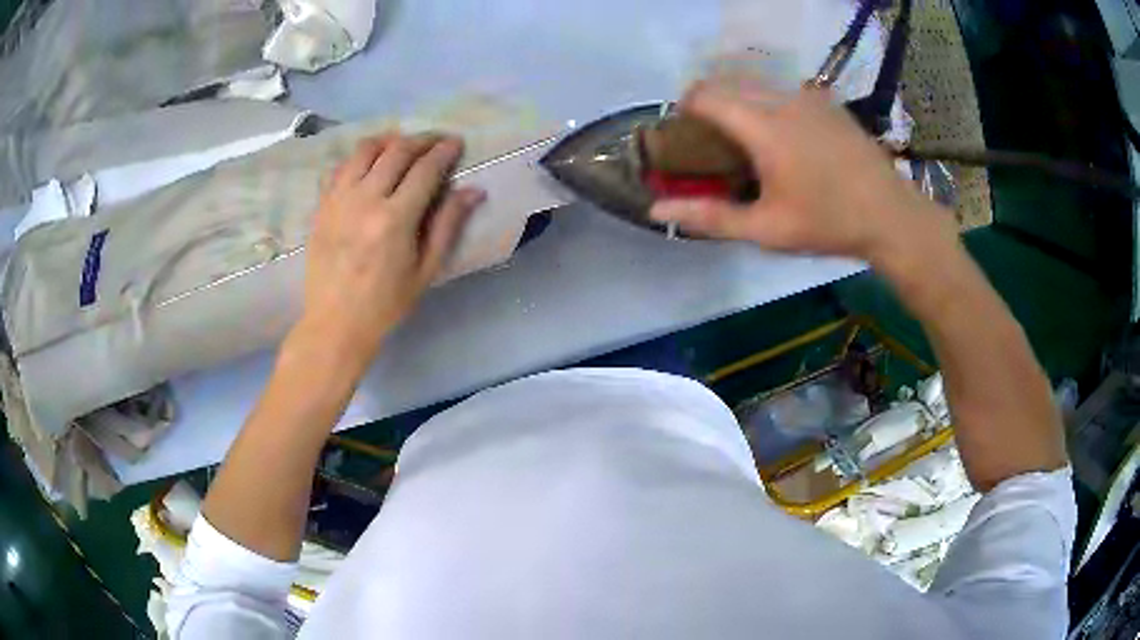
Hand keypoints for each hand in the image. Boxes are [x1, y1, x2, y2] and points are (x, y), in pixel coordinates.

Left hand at [300, 132, 484, 363]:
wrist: (335, 322)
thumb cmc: (385, 303)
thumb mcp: (425, 270)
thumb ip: (447, 225)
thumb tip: (473, 190)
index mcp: (395, 219)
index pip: (425, 170)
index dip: (444, 151)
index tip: (456, 142)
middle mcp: (365, 199)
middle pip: (396, 151)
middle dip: (421, 140)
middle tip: (435, 141)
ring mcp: (339, 199)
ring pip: (365, 150)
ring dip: (389, 141)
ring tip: (402, 145)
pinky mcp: (322, 205)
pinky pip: (342, 167)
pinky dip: (360, 157)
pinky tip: (370, 164)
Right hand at [649, 82, 953, 263]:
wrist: (890, 214)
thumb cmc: (827, 223)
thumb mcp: (766, 230)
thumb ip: (710, 217)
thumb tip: (656, 212)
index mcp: (763, 126)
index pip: (706, 94)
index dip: (686, 107)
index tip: (685, 131)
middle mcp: (781, 97)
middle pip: (727, 80)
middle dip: (710, 101)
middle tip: (713, 137)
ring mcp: (808, 95)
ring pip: (755, 79)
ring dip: (739, 97)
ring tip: (747, 135)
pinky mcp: (826, 100)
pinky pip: (782, 86)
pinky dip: (767, 98)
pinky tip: (783, 133)